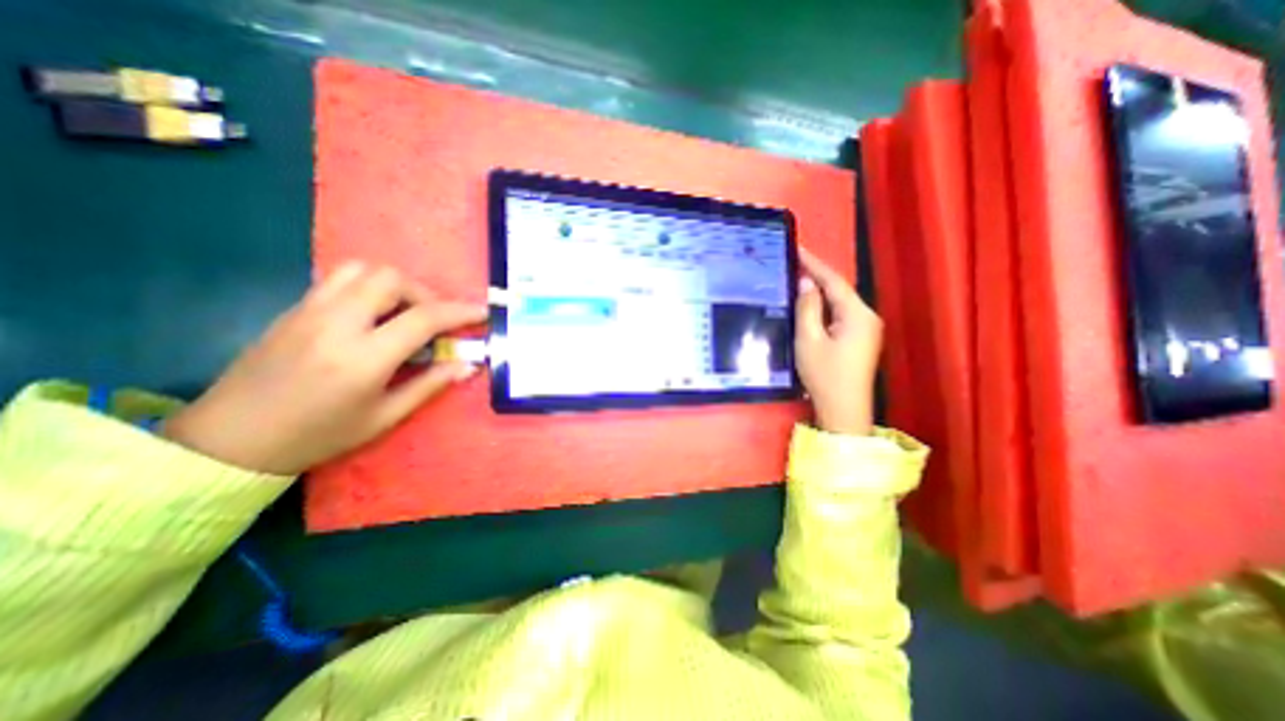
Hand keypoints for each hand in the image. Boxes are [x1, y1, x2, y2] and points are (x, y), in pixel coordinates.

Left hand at [162, 261, 487, 475]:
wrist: (229, 439)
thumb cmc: (318, 435)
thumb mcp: (384, 417)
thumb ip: (430, 385)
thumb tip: (468, 366)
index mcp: (363, 358)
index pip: (423, 318)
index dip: (459, 312)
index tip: (481, 313)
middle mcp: (336, 324)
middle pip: (391, 279)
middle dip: (425, 293)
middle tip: (434, 320)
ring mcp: (309, 311)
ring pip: (362, 269)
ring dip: (395, 285)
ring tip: (404, 312)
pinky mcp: (294, 309)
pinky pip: (339, 279)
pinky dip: (369, 286)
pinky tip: (374, 314)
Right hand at [794, 249, 883, 435]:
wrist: (844, 411)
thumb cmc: (824, 375)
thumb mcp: (809, 339)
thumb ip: (807, 308)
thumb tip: (806, 283)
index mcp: (858, 314)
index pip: (834, 281)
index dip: (814, 264)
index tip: (797, 249)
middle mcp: (867, 316)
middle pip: (839, 290)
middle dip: (817, 276)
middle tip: (793, 264)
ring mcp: (866, 329)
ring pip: (840, 303)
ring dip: (820, 292)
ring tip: (797, 280)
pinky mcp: (860, 340)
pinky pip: (841, 315)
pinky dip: (825, 307)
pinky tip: (810, 305)